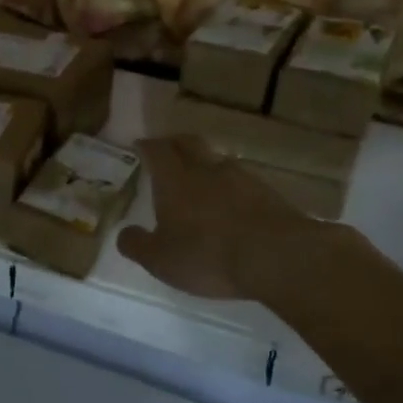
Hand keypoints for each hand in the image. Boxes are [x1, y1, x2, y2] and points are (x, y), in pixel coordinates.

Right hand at [117, 136, 351, 304]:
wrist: (277, 257)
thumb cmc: (207, 255)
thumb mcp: (160, 260)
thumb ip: (137, 245)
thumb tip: (124, 234)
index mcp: (174, 180)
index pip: (157, 151)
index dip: (146, 146)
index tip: (140, 145)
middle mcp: (206, 170)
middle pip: (189, 143)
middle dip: (175, 142)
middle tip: (167, 149)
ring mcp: (242, 178)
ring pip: (217, 159)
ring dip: (205, 162)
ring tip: (200, 176)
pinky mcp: (269, 194)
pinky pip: (243, 180)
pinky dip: (231, 185)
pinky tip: (231, 201)